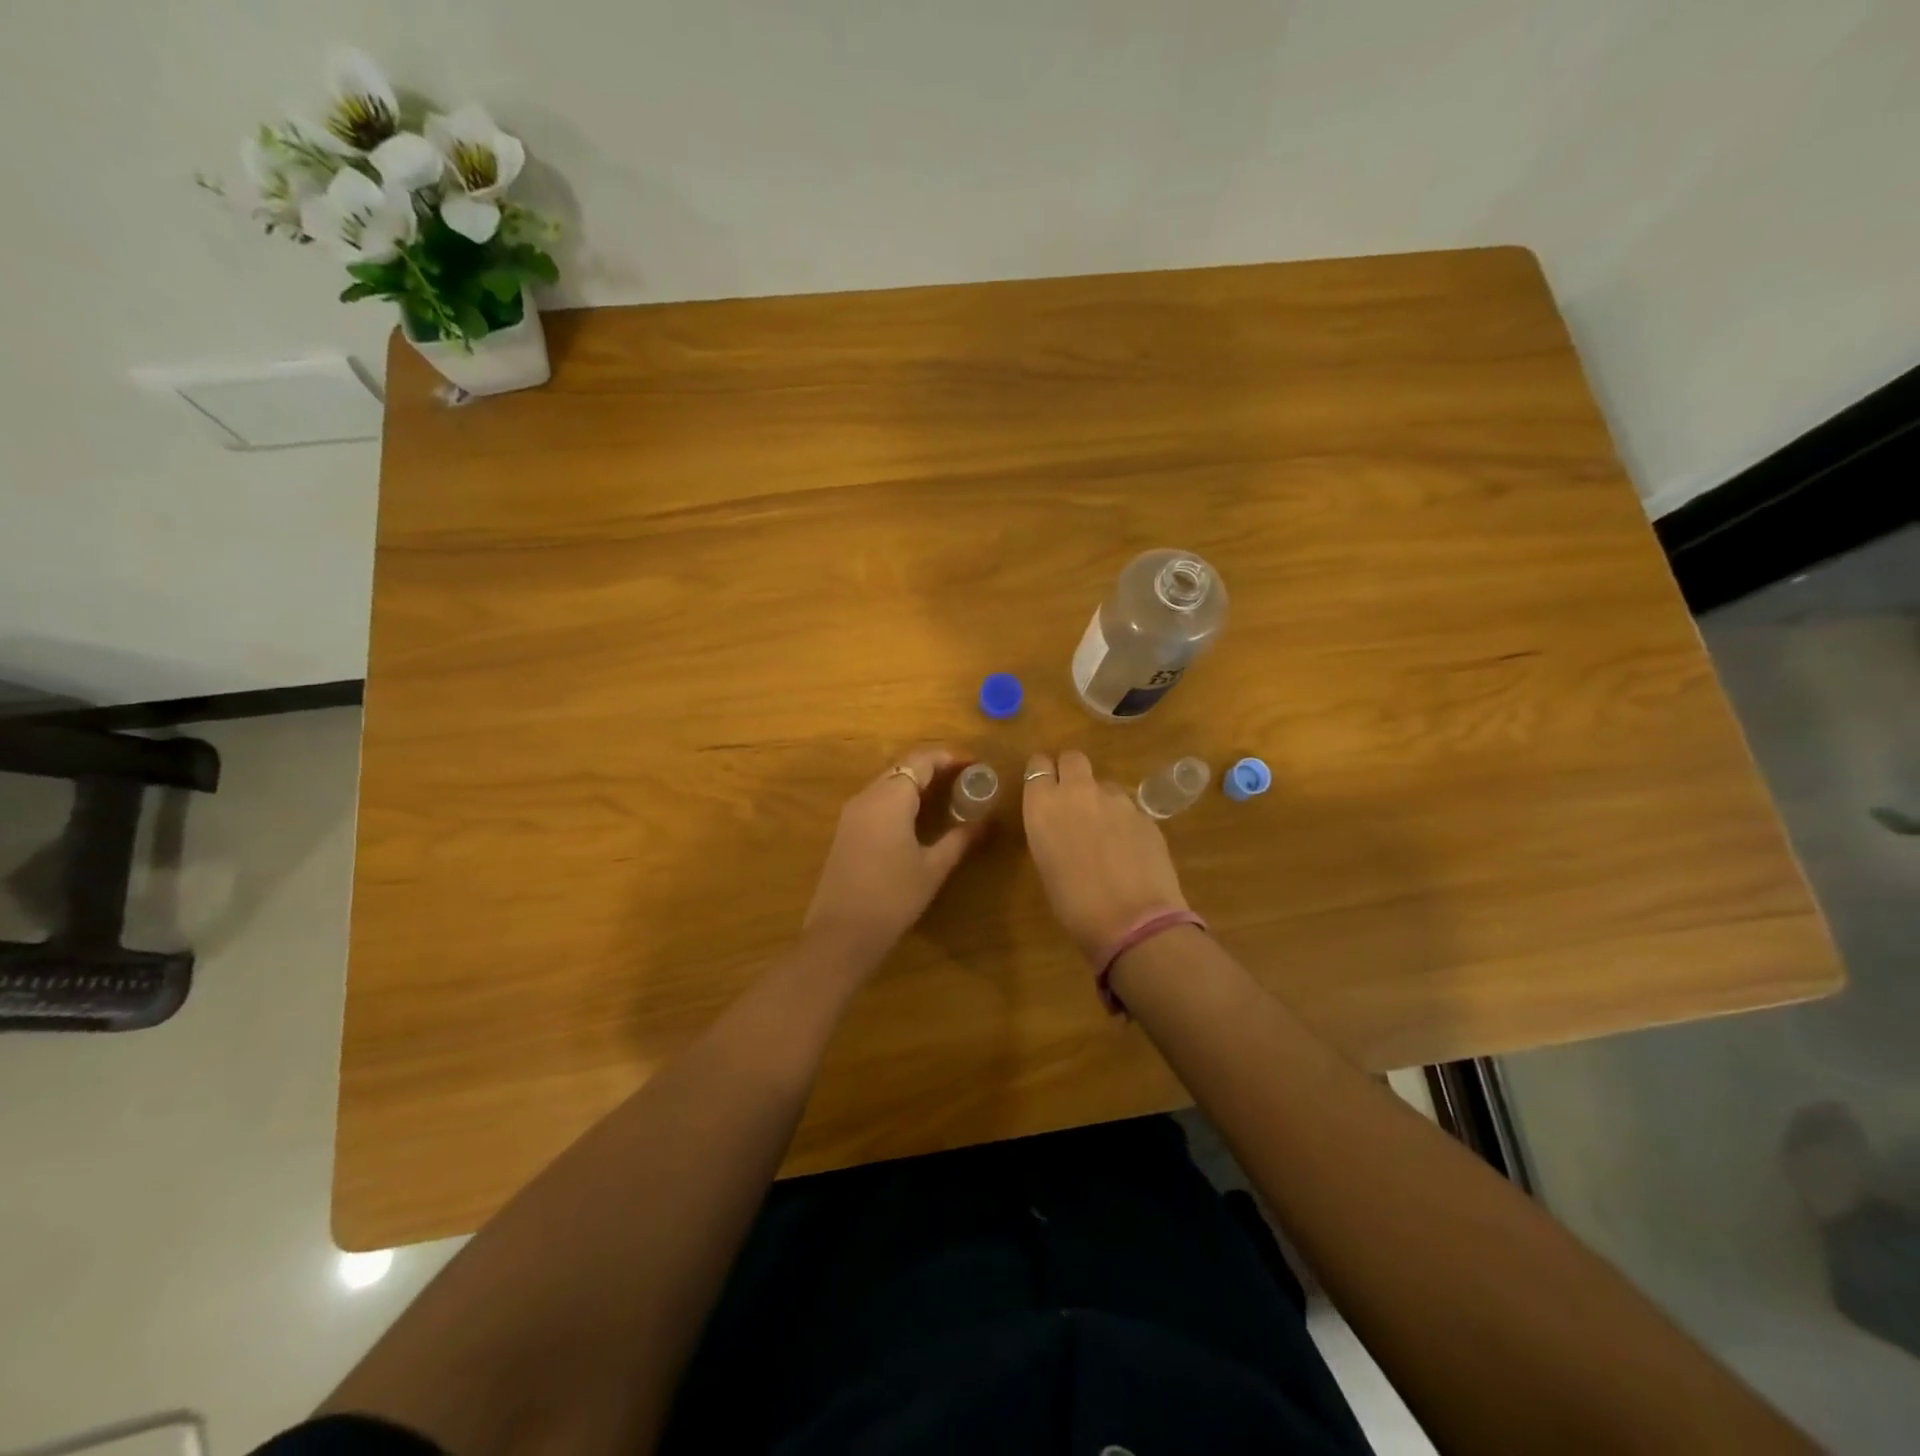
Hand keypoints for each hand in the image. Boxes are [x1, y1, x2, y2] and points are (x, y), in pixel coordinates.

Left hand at [804, 745, 985, 966]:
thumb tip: (990, 823)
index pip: (921, 760)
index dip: (949, 757)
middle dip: (934, 767)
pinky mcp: (845, 830)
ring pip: (888, 782)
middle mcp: (867, 796)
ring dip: (916, 782)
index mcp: (890, 798)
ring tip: (946, 795)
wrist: (841, 933)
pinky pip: (876, 800)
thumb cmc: (893, 897)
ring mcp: (852, 813)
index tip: (975, 764)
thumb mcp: (933, 868)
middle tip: (964, 779)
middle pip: (903, 767)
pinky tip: (917, 818)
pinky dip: (900, 798)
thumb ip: (961, 839)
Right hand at [1022, 750, 1190, 961]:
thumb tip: (1062, 826)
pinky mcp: (1145, 813)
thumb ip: (1051, 832)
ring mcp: (1116, 799)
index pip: (1037, 765)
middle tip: (1073, 800)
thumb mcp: (1047, 865)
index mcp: (1043, 806)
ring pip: (1104, 784)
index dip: (1042, 775)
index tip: (1044, 789)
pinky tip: (1128, 850)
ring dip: (1100, 800)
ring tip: (1105, 834)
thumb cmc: (1075, 905)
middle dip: (1071, 772)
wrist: (1133, 921)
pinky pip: (1128, 807)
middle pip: (1073, 758)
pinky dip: (1124, 821)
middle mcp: (1078, 792)